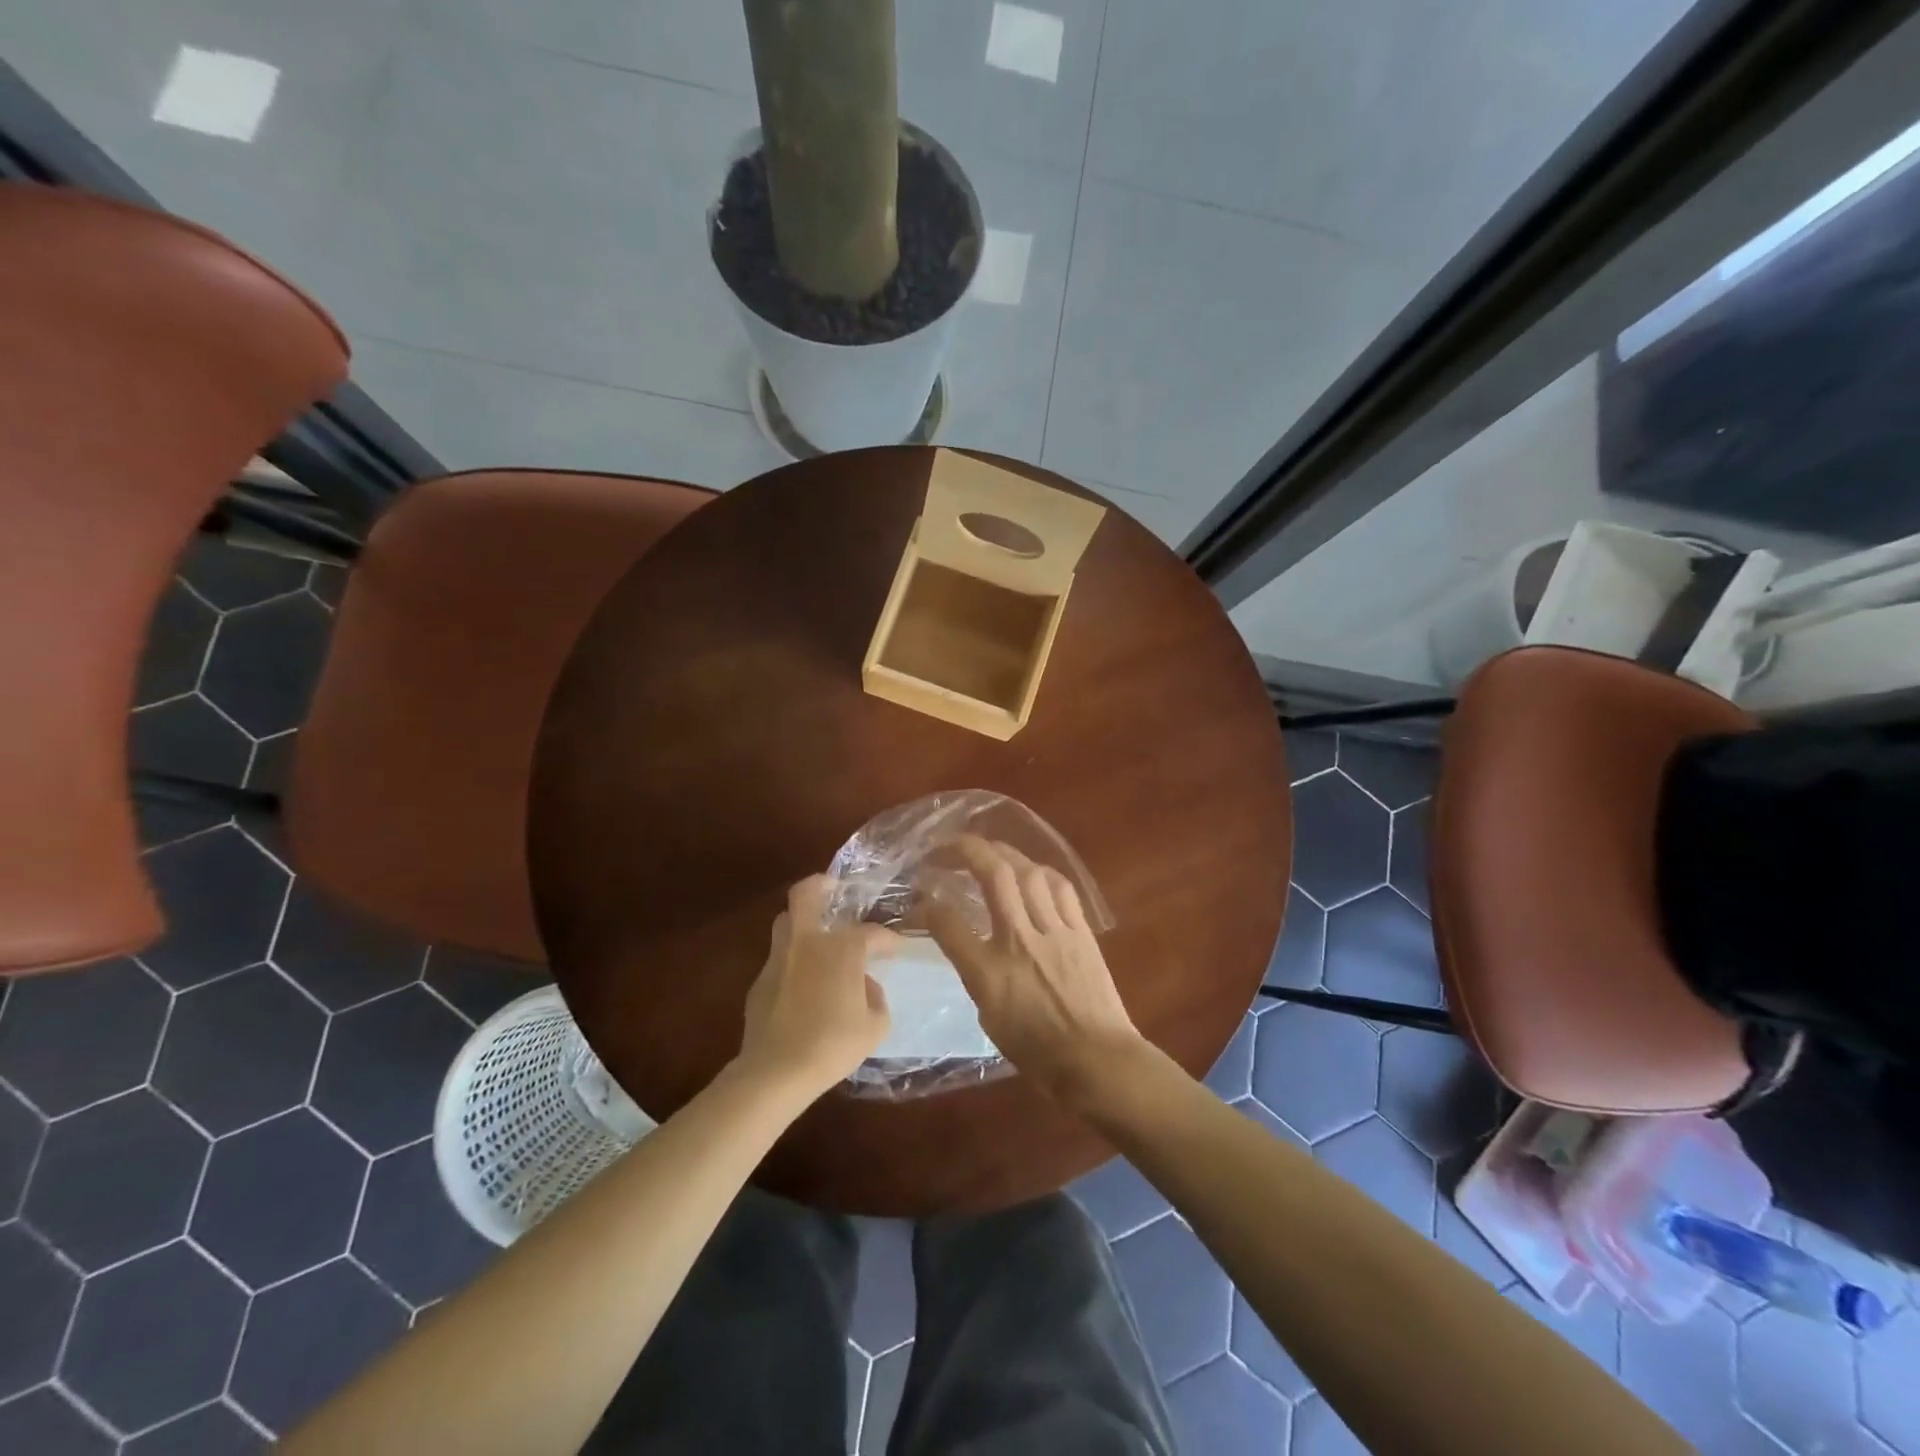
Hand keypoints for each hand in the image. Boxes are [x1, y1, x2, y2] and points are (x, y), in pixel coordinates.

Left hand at [737, 876, 893, 1103]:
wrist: (776, 1071)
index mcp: (841, 948)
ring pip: (786, 922)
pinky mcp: (760, 981)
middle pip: (805, 895)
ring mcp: (778, 959)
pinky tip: (803, 984)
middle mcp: (807, 942)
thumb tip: (865, 985)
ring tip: (819, 937)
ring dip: (803, 922)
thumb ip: (876, 998)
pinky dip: (794, 962)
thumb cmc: (833, 1045)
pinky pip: (780, 959)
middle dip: (820, 885)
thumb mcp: (875, 1026)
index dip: (888, 940)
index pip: (871, 933)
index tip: (897, 948)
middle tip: (834, 889)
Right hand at [924, 837, 1143, 1104]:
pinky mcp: (1081, 930)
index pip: (948, 923)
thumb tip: (969, 944)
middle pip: (993, 876)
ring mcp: (1053, 931)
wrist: (1096, 1060)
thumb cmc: (1037, 1052)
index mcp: (988, 973)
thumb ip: (975, 973)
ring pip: (1028, 872)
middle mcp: (1019, 941)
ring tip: (990, 852)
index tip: (921, 897)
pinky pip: (1060, 887)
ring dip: (1004, 854)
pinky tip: (1032, 871)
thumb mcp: (988, 1017)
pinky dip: (1041, 872)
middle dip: (967, 850)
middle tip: (949, 846)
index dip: (928, 904)